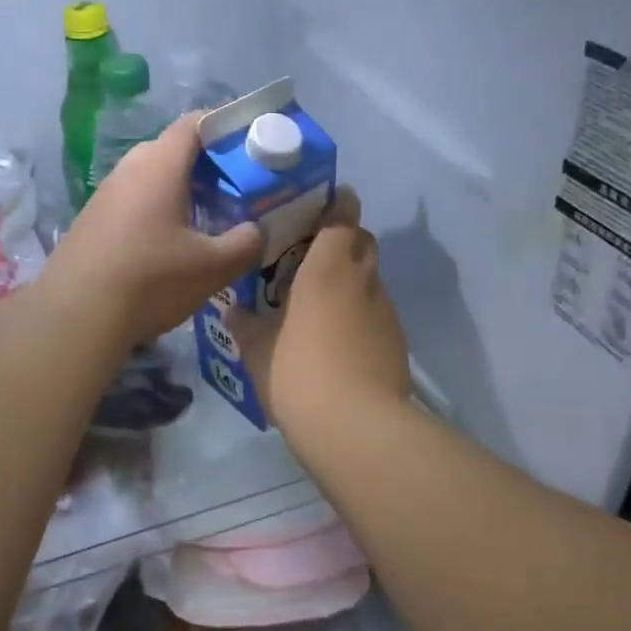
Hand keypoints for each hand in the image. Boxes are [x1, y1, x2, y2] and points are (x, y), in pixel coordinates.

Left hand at [40, 112, 262, 351]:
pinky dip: (157, 211)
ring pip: (151, 178)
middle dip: (208, 165)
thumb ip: (245, 243)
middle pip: (173, 150)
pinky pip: (133, 201)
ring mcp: (105, 194)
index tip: (251, 148)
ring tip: (207, 221)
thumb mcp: (213, 267)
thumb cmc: (150, 281)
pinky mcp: (91, 220)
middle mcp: (129, 168)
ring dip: (181, 191)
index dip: (226, 126)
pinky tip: (168, 246)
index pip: (195, 122)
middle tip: (236, 191)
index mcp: (160, 165)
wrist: (75, 317)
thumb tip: (256, 230)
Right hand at [229, 188, 411, 440]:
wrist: (357, 428)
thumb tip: (232, 310)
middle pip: (363, 243)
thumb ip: (245, 325)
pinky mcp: (397, 343)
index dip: (338, 204)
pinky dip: (361, 315)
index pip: (343, 217)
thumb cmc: (298, 373)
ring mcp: (386, 312)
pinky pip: (377, 314)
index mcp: (328, 268)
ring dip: (352, 281)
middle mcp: (364, 280)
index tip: (324, 202)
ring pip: (371, 280)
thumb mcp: (257, 350)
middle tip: (312, 257)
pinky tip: (339, 342)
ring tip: (321, 304)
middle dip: (344, 241)